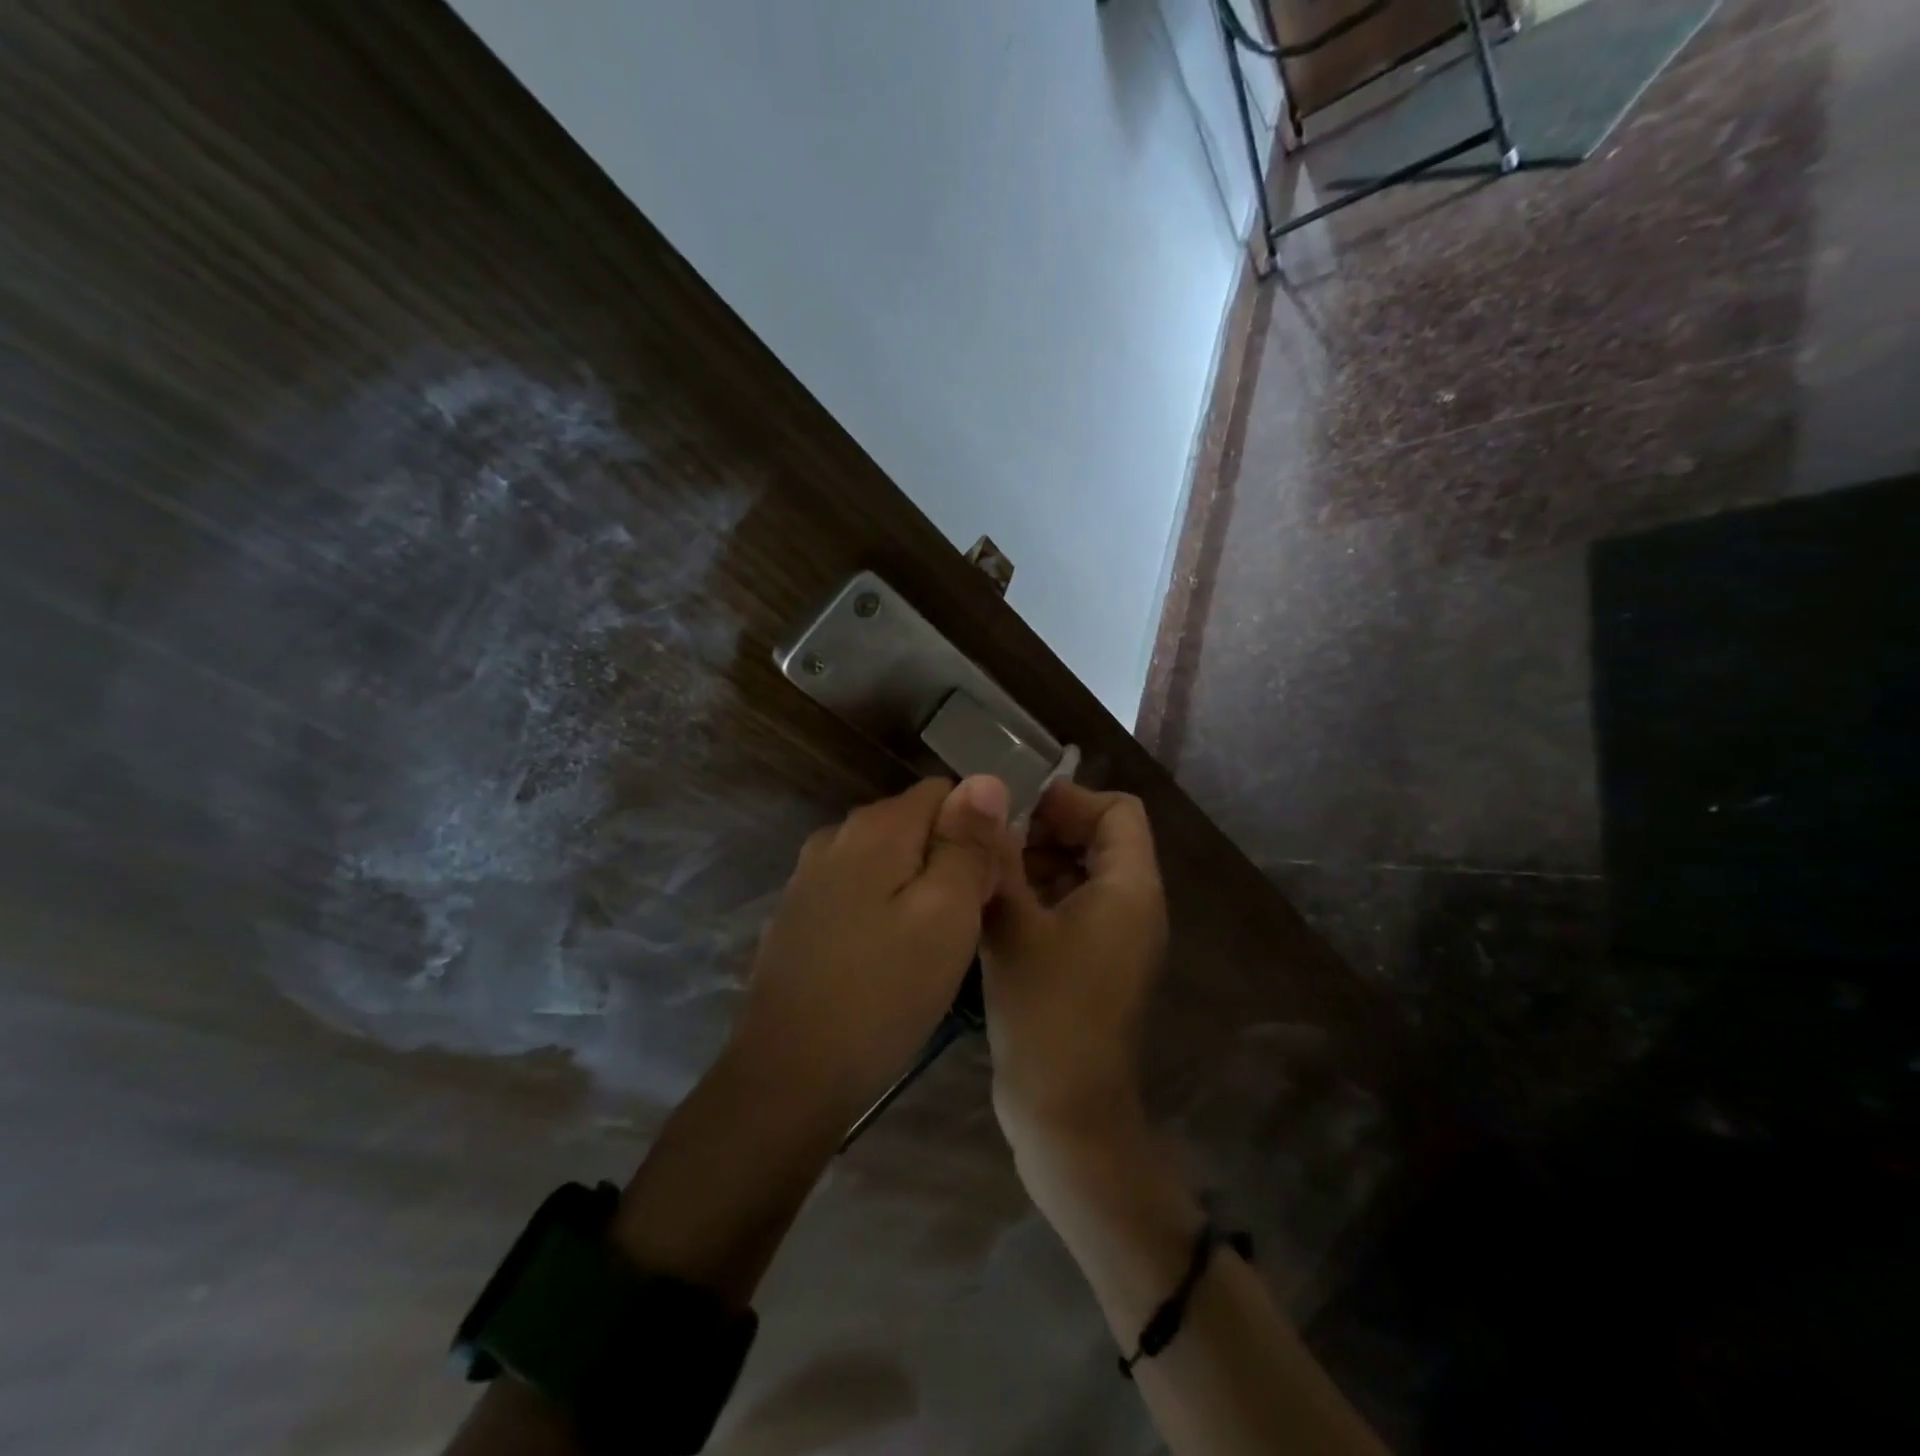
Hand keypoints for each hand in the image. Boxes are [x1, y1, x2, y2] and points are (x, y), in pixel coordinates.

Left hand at [726, 775, 1011, 1131]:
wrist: (790, 1074)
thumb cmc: (884, 992)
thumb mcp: (947, 914)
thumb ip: (967, 842)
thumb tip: (985, 779)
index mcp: (876, 826)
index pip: (946, 792)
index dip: (978, 829)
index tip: (989, 882)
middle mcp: (837, 836)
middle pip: (915, 825)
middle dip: (948, 860)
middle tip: (966, 923)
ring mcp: (809, 876)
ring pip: (887, 861)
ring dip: (917, 888)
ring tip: (932, 947)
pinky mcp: (798, 915)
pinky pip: (858, 891)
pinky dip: (882, 910)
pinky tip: (887, 960)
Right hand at [981, 783, 1168, 1170]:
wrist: (1067, 1113)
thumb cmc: (1045, 1012)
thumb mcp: (1013, 926)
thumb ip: (1000, 856)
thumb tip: (983, 798)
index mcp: (1130, 888)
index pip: (1118, 809)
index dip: (1069, 800)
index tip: (1014, 813)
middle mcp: (1134, 904)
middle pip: (1101, 837)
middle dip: (1046, 830)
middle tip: (992, 844)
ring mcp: (1117, 936)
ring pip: (1082, 871)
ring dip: (1038, 863)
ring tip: (987, 875)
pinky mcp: (1097, 961)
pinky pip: (1074, 905)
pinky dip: (1040, 895)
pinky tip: (996, 908)